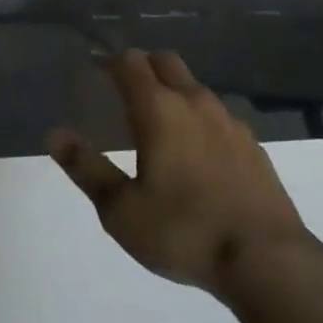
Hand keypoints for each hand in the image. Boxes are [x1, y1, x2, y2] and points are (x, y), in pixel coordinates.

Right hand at [49, 50, 322, 298]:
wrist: (267, 260)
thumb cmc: (184, 231)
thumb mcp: (121, 210)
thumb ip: (87, 168)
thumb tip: (55, 135)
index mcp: (159, 109)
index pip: (131, 63)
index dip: (111, 62)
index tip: (97, 71)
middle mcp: (195, 102)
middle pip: (165, 62)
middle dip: (143, 66)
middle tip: (125, 88)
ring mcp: (229, 121)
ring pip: (194, 86)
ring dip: (173, 89)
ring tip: (159, 120)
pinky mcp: (253, 144)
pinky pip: (218, 114)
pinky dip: (199, 116)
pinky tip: (197, 149)